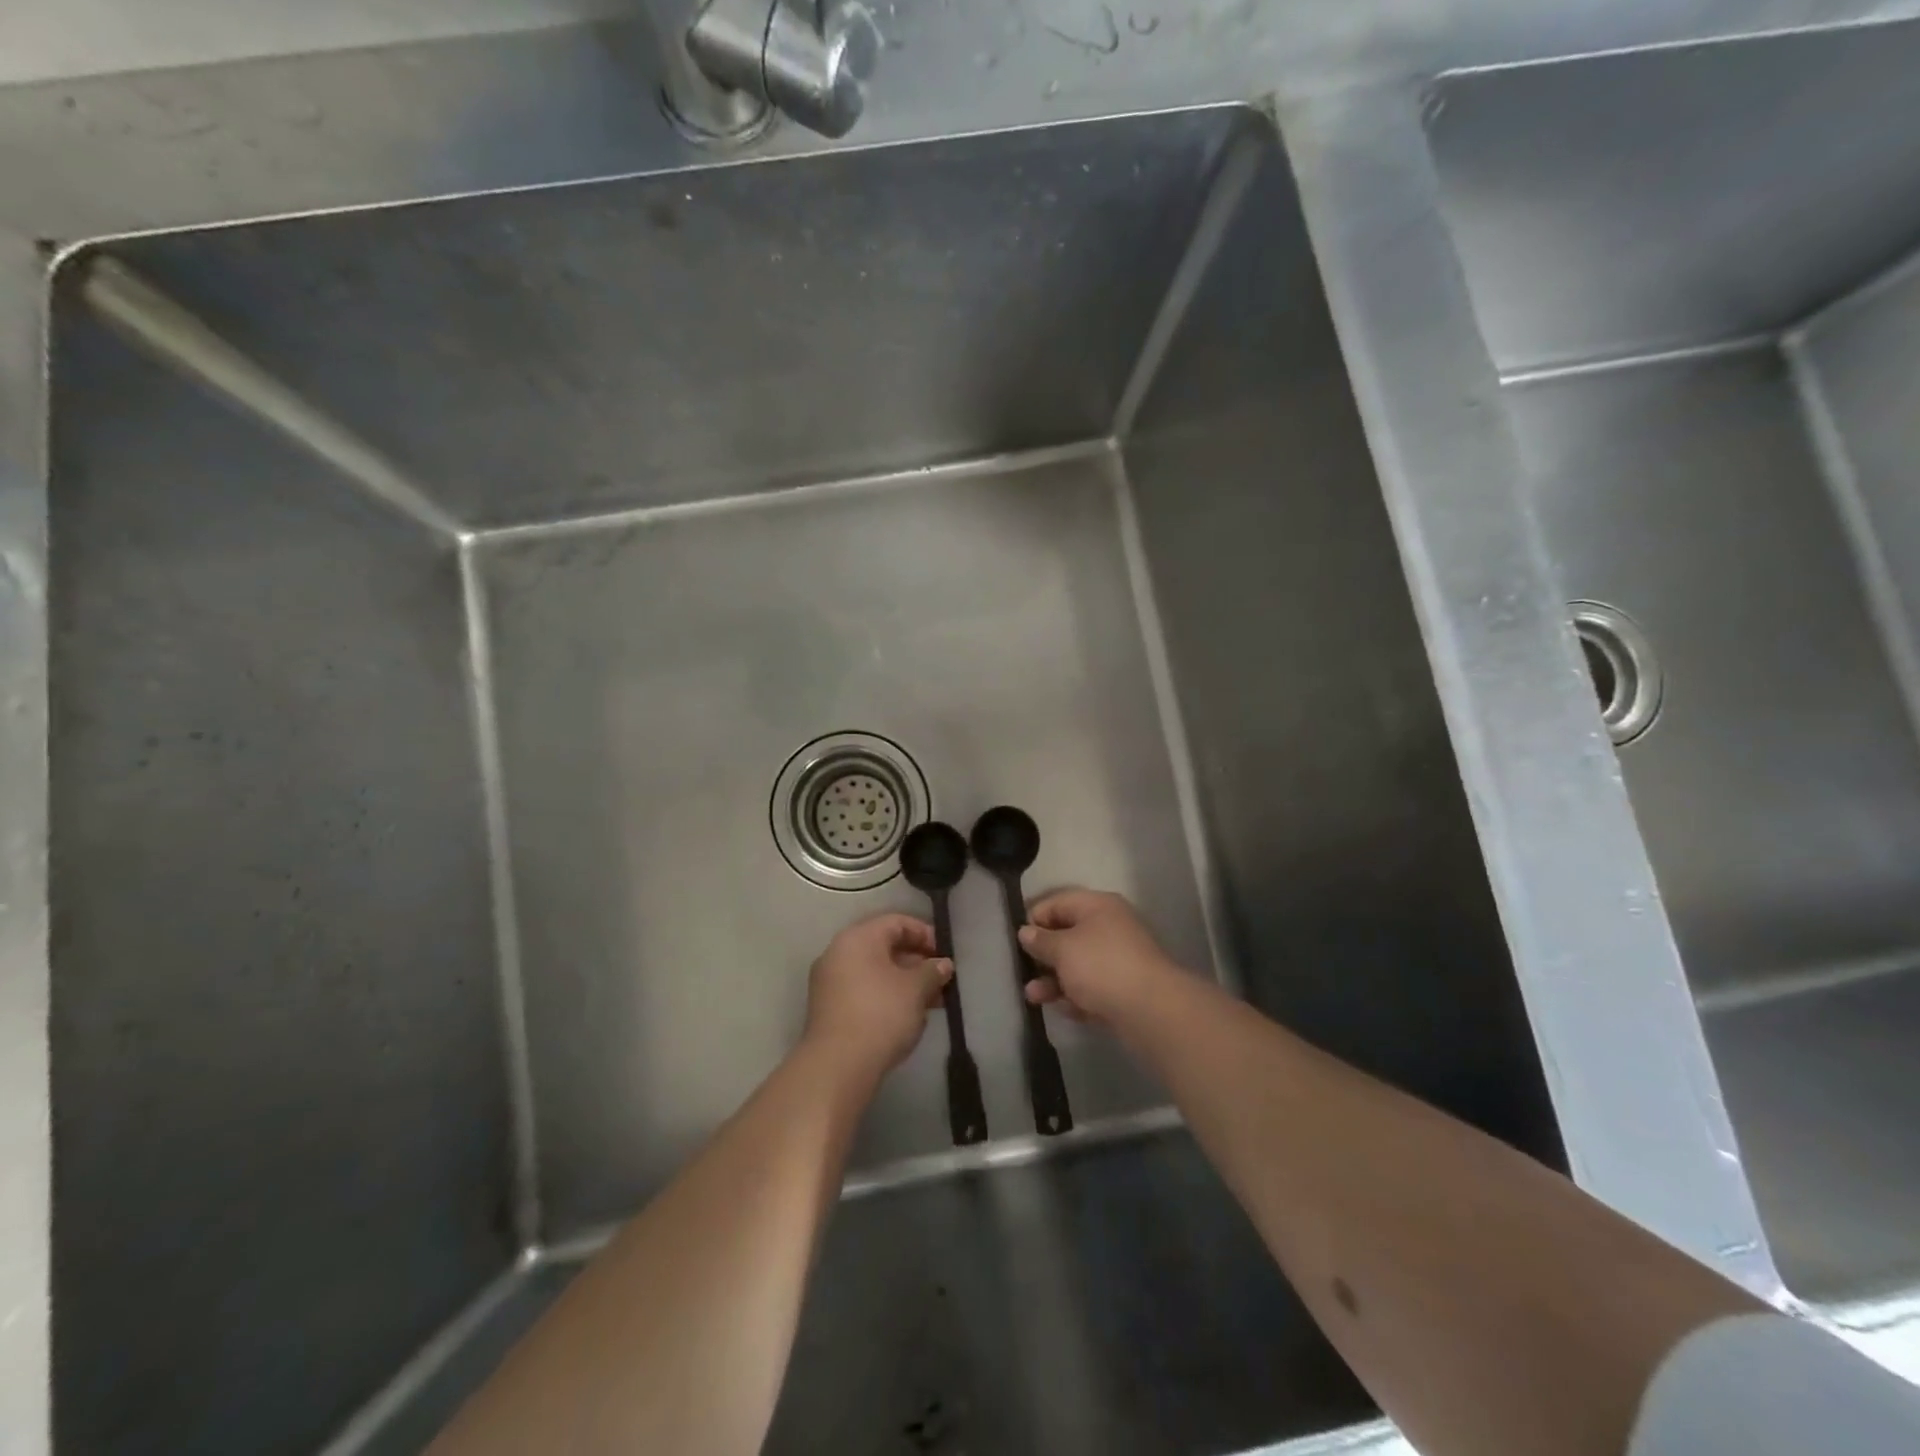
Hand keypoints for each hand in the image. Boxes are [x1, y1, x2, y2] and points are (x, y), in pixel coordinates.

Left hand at [803, 913, 951, 1081]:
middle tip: (941, 980)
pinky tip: (908, 1016)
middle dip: (917, 961)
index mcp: (858, 938)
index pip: (896, 922)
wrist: (838, 1066)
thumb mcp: (916, 989)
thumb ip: (932, 971)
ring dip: (904, 981)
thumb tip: (943, 964)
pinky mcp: (829, 1008)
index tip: (945, 955)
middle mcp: (839, 952)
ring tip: (932, 1002)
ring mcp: (830, 981)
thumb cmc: (881, 1015)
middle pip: (884, 946)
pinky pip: (863, 990)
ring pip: (875, 971)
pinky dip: (886, 996)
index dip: (925, 934)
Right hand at [1020, 889, 1182, 1026]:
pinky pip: (1093, 987)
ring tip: (1033, 997)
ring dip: (1054, 980)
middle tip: (1024, 971)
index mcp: (1097, 906)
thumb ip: (1041, 940)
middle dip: (1043, 955)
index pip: (1057, 903)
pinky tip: (1065, 1010)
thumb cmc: (1101, 966)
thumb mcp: (1063, 949)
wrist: (1151, 1009)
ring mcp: (1119, 959)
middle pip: (1067, 935)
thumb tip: (1026, 932)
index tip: (1017, 940)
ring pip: (1078, 965)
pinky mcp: (1125, 988)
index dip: (1034, 919)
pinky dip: (1077, 996)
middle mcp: (1110, 927)